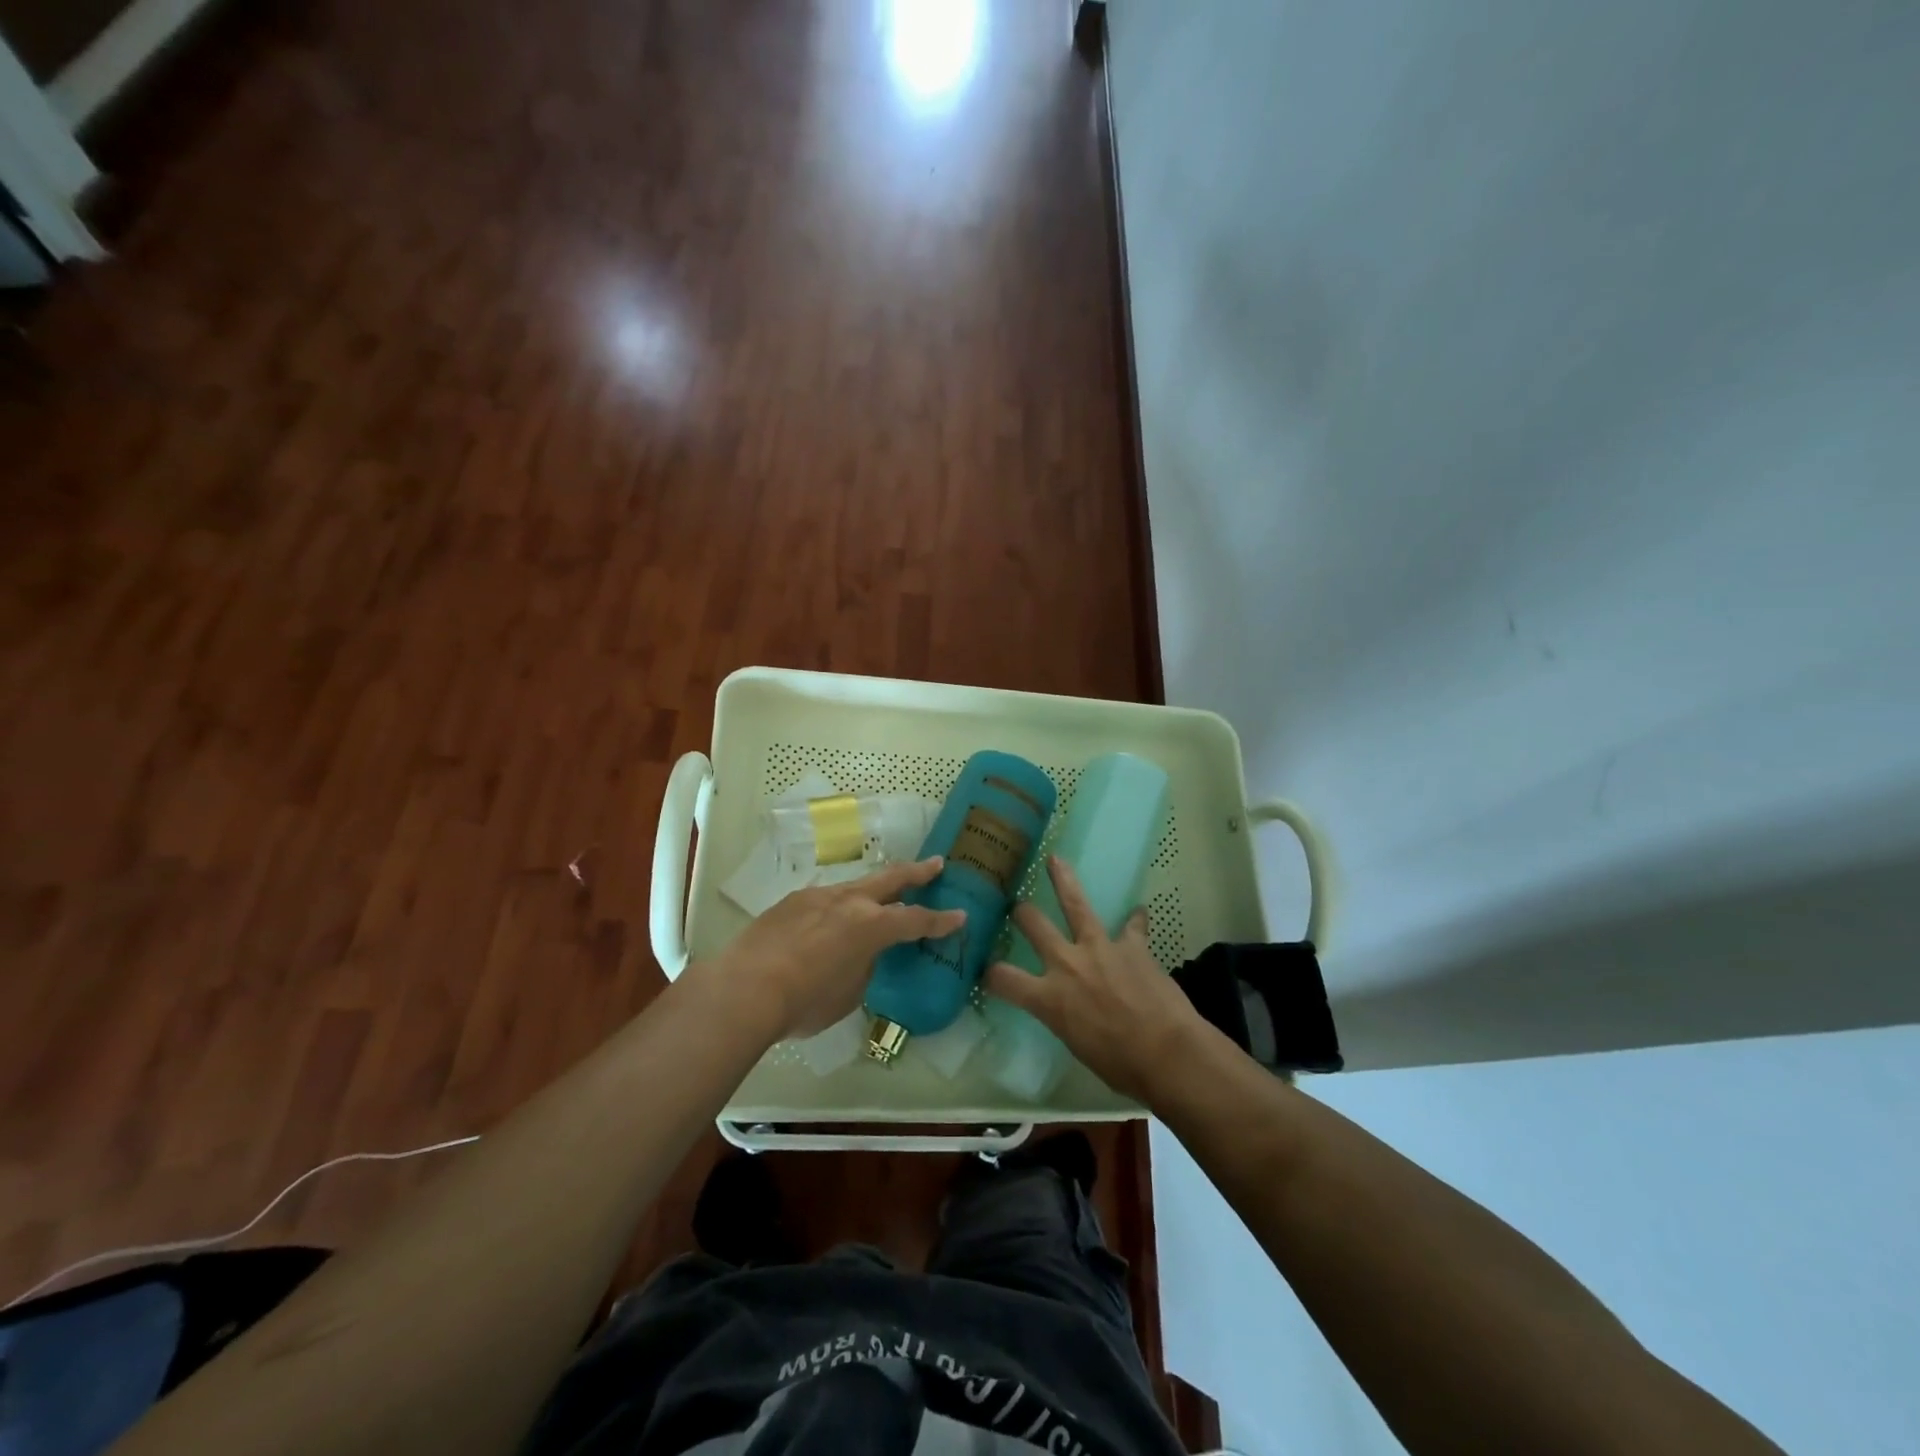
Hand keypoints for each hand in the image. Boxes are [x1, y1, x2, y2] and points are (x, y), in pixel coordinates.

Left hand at [702, 857, 965, 1042]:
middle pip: (891, 879)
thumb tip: (861, 955)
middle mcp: (848, 902)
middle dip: (917, 872)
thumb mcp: (848, 994)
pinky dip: (837, 907)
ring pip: (854, 886)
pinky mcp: (790, 902)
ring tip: (879, 896)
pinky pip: (824, 900)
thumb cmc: (804, 1002)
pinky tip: (828, 922)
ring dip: (872, 889)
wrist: (744, 989)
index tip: (960, 915)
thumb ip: (863, 966)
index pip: (916, 919)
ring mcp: (817, 897)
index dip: (941, 920)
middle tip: (936, 864)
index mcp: (871, 926)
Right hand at [983, 856, 1213, 1102]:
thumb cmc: (1121, 1066)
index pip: (1004, 979)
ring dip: (1064, 880)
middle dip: (1022, 912)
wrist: (1167, 1054)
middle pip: (1034, 925)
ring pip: (1075, 904)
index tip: (985, 970)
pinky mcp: (1132, 946)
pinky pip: (1133, 926)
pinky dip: (1135, 921)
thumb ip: (1067, 1019)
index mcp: (1049, 998)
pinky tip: (1139, 912)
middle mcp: (1067, 964)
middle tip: (1018, 905)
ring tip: (1056, 859)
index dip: (990, 973)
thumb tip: (1071, 1012)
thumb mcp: (1078, 1046)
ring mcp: (1100, 948)